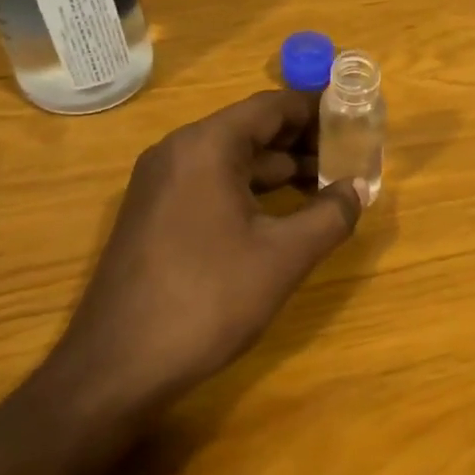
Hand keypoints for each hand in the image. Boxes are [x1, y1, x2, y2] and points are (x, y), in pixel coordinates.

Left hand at [48, 90, 364, 415]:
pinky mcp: (156, 215)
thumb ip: (330, 215)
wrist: (117, 368)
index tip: (356, 119)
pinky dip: (253, 191)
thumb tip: (358, 189)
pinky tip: (284, 216)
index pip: (272, 106)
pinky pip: (214, 185)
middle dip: (304, 142)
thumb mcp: (283, 256)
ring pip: (234, 160)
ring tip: (328, 187)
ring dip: (281, 170)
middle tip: (350, 158)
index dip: (318, 110)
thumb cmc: (207, 299)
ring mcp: (161, 185)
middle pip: (252, 130)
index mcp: (206, 147)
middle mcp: (178, 153)